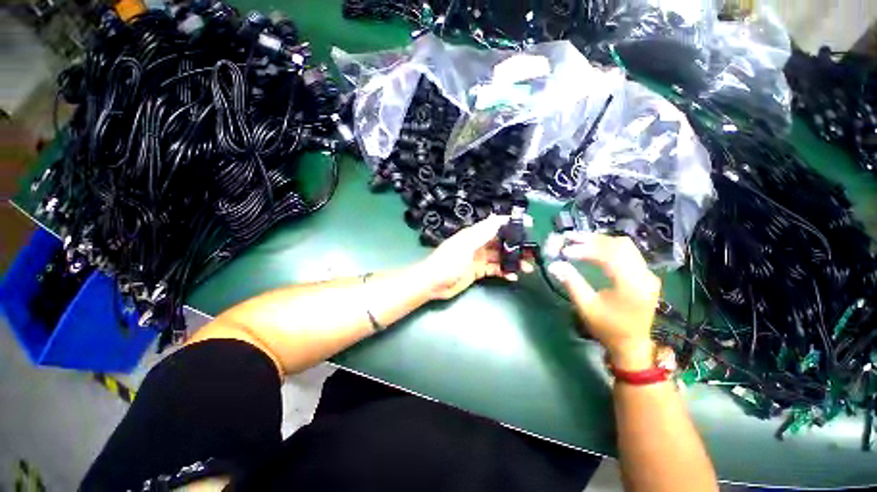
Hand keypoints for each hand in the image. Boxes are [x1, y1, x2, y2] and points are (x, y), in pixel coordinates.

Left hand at [419, 215, 533, 300]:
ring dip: (513, 261)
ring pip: (500, 257)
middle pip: (501, 242)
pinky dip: (504, 272)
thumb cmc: (448, 262)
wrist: (433, 283)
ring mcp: (478, 258)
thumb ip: (482, 232)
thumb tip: (497, 216)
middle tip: (533, 253)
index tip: (530, 226)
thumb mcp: (465, 245)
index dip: (512, 224)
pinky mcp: (478, 271)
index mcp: (475, 234)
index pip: (496, 225)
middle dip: (517, 246)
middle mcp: (478, 244)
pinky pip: (494, 269)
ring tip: (528, 267)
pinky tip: (513, 277)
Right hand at [547, 232, 660, 370]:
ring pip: (625, 246)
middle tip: (569, 238)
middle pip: (619, 245)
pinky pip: (628, 252)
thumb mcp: (586, 307)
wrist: (631, 344)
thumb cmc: (607, 328)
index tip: (565, 250)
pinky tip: (594, 248)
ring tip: (578, 240)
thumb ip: (572, 283)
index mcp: (632, 286)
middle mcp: (645, 275)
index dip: (586, 249)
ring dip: (601, 241)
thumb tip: (554, 264)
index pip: (610, 256)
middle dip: (592, 240)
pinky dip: (609, 247)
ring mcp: (648, 274)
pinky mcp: (646, 275)